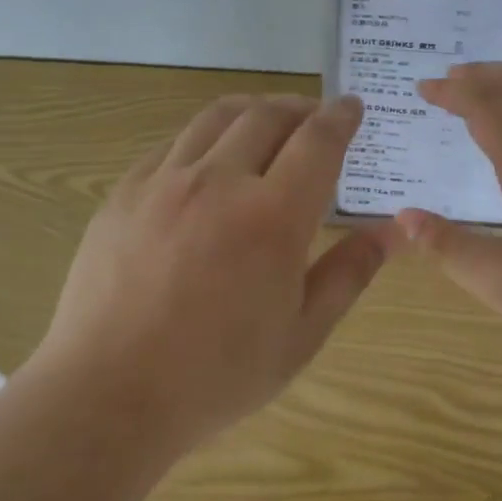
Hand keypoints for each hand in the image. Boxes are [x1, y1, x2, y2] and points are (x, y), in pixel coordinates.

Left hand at [37, 93, 396, 451]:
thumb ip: (349, 273)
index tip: (353, 107)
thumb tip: (392, 231)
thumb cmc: (216, 375)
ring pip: (216, 118)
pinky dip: (204, 136)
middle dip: (300, 107)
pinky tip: (207, 159)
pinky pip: (172, 143)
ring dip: (252, 110)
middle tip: (314, 117)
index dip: (341, 117)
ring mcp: (164, 181)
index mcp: (272, 217)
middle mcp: (219, 181)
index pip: (317, 141)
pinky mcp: (125, 192)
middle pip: (267, 116)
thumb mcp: (300, 336)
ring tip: (266, 121)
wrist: (109, 393)